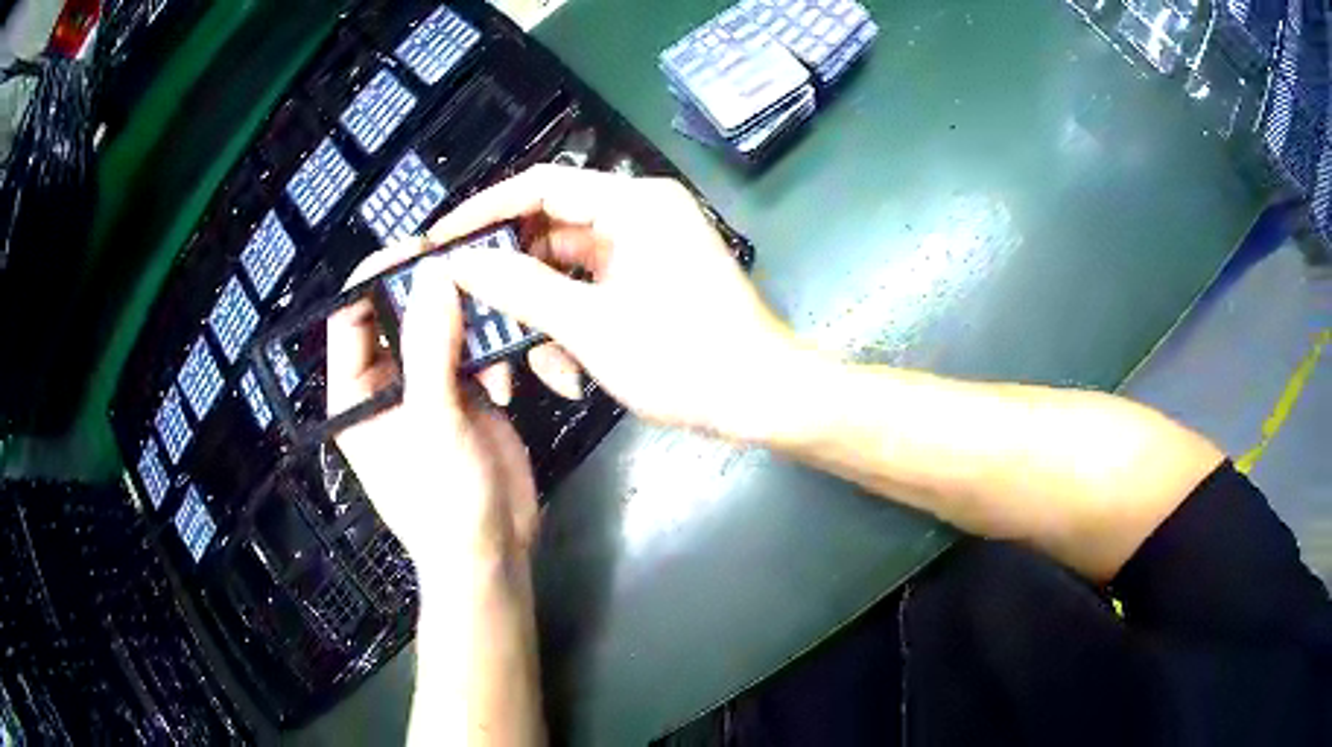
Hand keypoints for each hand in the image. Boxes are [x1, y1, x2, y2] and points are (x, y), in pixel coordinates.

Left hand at [327, 241, 538, 575]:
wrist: (494, 552)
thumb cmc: (444, 501)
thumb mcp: (431, 424)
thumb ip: (430, 347)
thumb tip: (434, 271)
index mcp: (355, 390)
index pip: (350, 316)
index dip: (377, 275)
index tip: (420, 246)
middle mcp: (387, 380)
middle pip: (398, 313)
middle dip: (431, 289)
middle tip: (471, 264)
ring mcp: (428, 386)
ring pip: (441, 326)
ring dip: (470, 319)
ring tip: (498, 311)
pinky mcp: (466, 394)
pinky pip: (474, 350)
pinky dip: (493, 351)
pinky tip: (510, 377)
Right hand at [427, 165, 801, 441]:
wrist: (762, 399)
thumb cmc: (685, 358)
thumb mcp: (591, 326)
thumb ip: (520, 287)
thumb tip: (460, 262)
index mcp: (633, 204)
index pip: (539, 187)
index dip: (483, 211)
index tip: (440, 241)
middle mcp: (639, 214)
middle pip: (549, 229)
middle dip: (510, 277)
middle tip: (470, 310)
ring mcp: (645, 248)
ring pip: (566, 268)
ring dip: (541, 315)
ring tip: (527, 364)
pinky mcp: (648, 280)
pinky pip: (591, 290)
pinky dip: (571, 325)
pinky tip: (564, 371)